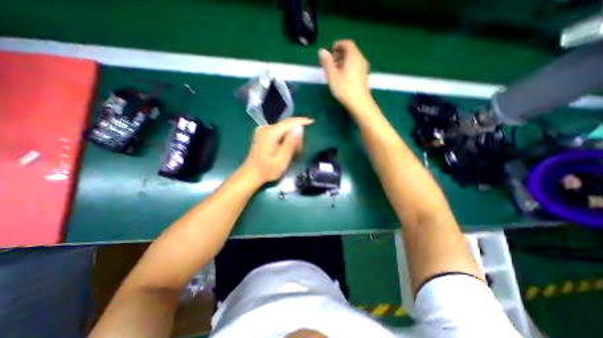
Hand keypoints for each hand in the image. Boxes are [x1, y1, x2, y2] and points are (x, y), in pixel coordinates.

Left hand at [242, 118, 312, 185]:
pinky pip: (278, 132)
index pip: (289, 123)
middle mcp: (265, 128)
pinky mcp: (262, 133)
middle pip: (286, 125)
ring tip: (292, 153)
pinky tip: (285, 149)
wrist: (251, 174)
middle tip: (298, 152)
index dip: (301, 121)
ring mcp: (262, 130)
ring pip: (283, 129)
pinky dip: (285, 139)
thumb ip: (291, 144)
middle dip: (296, 135)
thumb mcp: (282, 160)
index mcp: (270, 134)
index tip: (312, 121)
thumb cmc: (267, 170)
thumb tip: (299, 128)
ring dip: (290, 138)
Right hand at [320, 40, 371, 109]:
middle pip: (350, 51)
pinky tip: (342, 77)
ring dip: (343, 61)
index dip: (338, 45)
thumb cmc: (345, 89)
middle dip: (339, 54)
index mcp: (353, 56)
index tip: (330, 50)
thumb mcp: (332, 76)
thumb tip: (322, 51)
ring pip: (352, 60)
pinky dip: (347, 67)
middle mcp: (360, 59)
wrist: (360, 103)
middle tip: (330, 62)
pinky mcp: (363, 76)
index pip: (347, 43)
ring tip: (334, 70)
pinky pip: (355, 66)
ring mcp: (363, 68)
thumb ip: (327, 62)